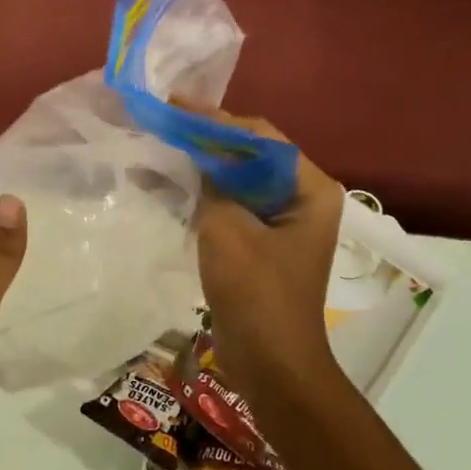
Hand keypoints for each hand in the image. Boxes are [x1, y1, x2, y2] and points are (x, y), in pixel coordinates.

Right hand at [187, 107, 345, 411]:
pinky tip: (170, 182)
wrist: (272, 365)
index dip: (215, 119)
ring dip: (202, 163)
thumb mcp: (227, 228)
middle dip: (207, 138)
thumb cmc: (256, 293)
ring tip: (161, 145)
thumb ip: (212, 180)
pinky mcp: (263, 240)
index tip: (174, 104)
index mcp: (309, 188)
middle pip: (250, 153)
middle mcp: (302, 196)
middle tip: (164, 121)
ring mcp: (283, 220)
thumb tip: (195, 149)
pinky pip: (233, 202)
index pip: (260, 137)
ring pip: (238, 177)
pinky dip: (204, 190)